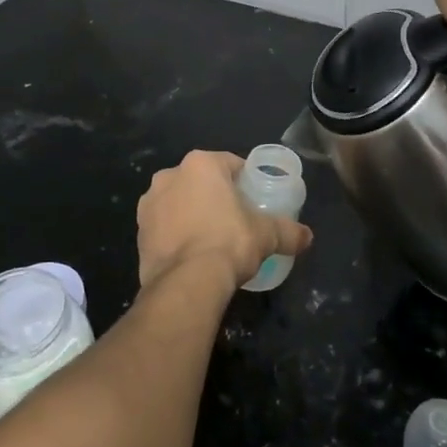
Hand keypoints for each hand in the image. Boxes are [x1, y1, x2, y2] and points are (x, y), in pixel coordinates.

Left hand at [136, 151, 312, 293]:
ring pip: (179, 202)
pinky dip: (176, 234)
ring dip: (192, 213)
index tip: (255, 199)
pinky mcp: (139, 232)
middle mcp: (169, 175)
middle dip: (215, 196)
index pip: (230, 164)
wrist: (186, 283)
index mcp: (201, 164)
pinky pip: (164, 226)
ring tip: (212, 239)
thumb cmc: (228, 243)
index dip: (245, 180)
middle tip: (236, 219)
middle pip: (201, 181)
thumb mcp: (266, 235)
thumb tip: (308, 237)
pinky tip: (192, 254)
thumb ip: (288, 231)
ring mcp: (149, 204)